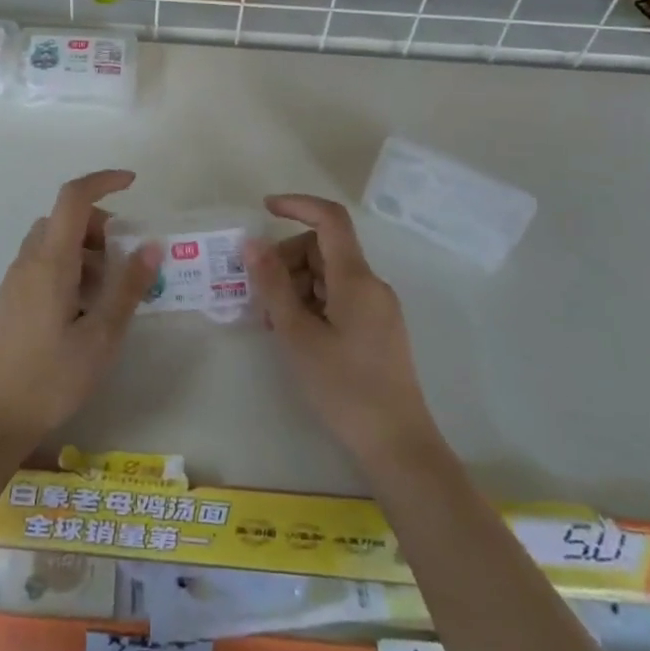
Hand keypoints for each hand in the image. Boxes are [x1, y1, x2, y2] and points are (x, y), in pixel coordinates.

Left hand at [0, 170, 161, 450]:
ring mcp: (15, 279)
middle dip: (99, 225)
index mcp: (51, 262)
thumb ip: (127, 287)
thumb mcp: (102, 336)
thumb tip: (151, 245)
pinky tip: (82, 308)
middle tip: (124, 260)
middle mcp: (28, 260)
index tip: (132, 184)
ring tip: (106, 292)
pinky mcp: (11, 298)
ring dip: (84, 248)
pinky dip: (68, 266)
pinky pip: (42, 262)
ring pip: (53, 240)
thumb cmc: (53, 377)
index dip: (102, 181)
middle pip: (64, 218)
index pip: (73, 198)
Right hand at [248, 194, 441, 466]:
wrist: (397, 445)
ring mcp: (377, 308)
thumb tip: (252, 243)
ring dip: (296, 286)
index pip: (330, 219)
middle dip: (287, 260)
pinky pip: (339, 297)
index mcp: (356, 278)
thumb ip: (273, 285)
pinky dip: (312, 303)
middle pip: (323, 249)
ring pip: (328, 275)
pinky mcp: (377, 329)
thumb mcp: (297, 335)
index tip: (264, 210)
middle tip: (260, 296)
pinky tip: (295, 334)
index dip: (297, 205)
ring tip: (275, 323)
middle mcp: (371, 285)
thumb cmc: (343, 388)